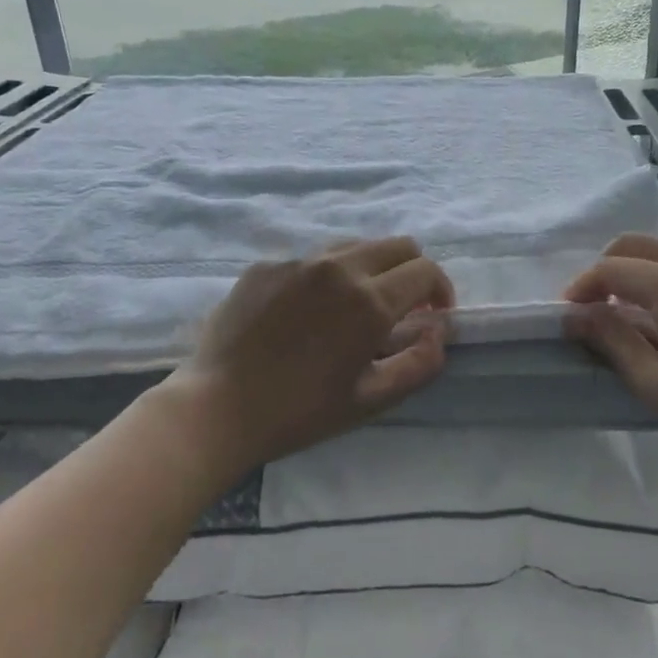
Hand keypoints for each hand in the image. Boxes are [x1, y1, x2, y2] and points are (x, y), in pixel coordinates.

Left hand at [154, 237, 454, 479]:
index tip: (433, 315)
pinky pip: (312, 258)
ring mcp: (299, 260)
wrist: (217, 407)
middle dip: (412, 272)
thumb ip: (419, 363)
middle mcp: (338, 267)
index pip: (425, 271)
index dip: (440, 291)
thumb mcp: (370, 400)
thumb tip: (439, 331)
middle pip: (397, 245)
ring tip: (354, 306)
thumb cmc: (300, 412)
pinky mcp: (267, 264)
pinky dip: (327, 276)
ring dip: (371, 268)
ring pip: (355, 245)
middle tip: (402, 307)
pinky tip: (307, 311)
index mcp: (369, 301)